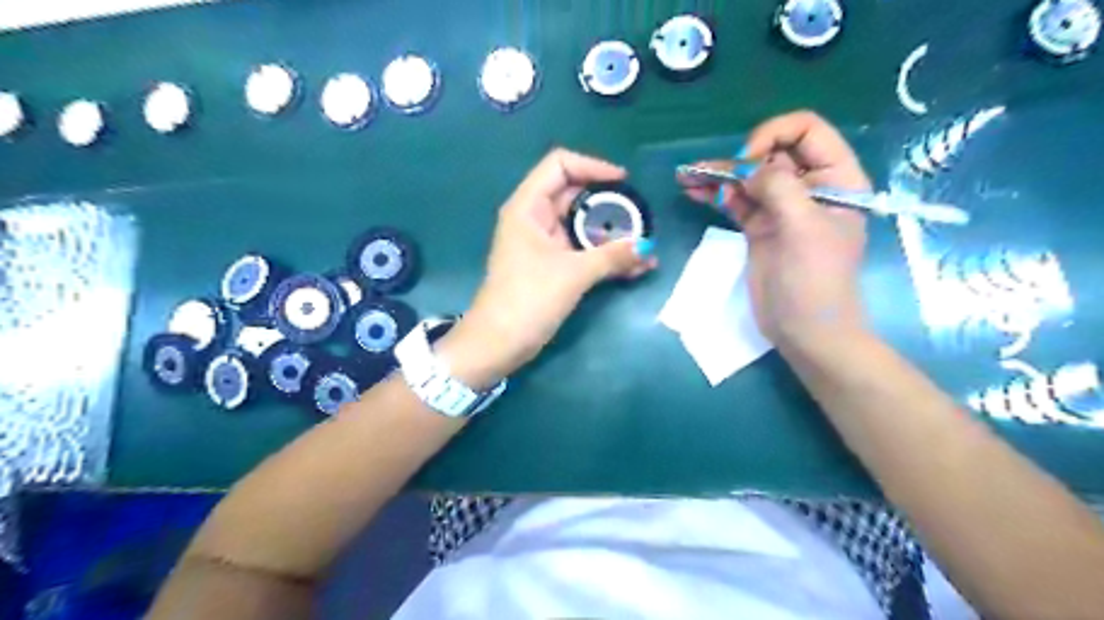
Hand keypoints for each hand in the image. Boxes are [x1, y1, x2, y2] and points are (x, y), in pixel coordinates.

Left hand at [440, 148, 653, 387]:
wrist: (498, 344)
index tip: (624, 182)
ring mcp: (543, 243)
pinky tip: (634, 267)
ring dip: (612, 233)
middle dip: (610, 203)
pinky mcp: (551, 266)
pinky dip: (605, 254)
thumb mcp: (573, 274)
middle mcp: (534, 218)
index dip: (593, 166)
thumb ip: (612, 257)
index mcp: (528, 207)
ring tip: (644, 245)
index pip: (560, 165)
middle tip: (640, 215)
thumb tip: (648, 249)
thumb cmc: (528, 299)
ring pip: (582, 225)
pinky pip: (582, 250)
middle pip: (575, 194)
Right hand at [682, 108, 871, 354]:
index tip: (748, 161)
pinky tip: (693, 190)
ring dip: (718, 174)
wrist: (805, 331)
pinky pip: (736, 201)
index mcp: (836, 179)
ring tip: (686, 175)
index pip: (807, 131)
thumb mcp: (804, 228)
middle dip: (739, 157)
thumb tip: (750, 169)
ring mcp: (781, 208)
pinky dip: (715, 194)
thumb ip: (779, 188)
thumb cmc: (816, 279)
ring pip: (749, 178)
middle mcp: (809, 187)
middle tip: (712, 173)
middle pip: (772, 152)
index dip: (775, 136)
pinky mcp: (759, 227)